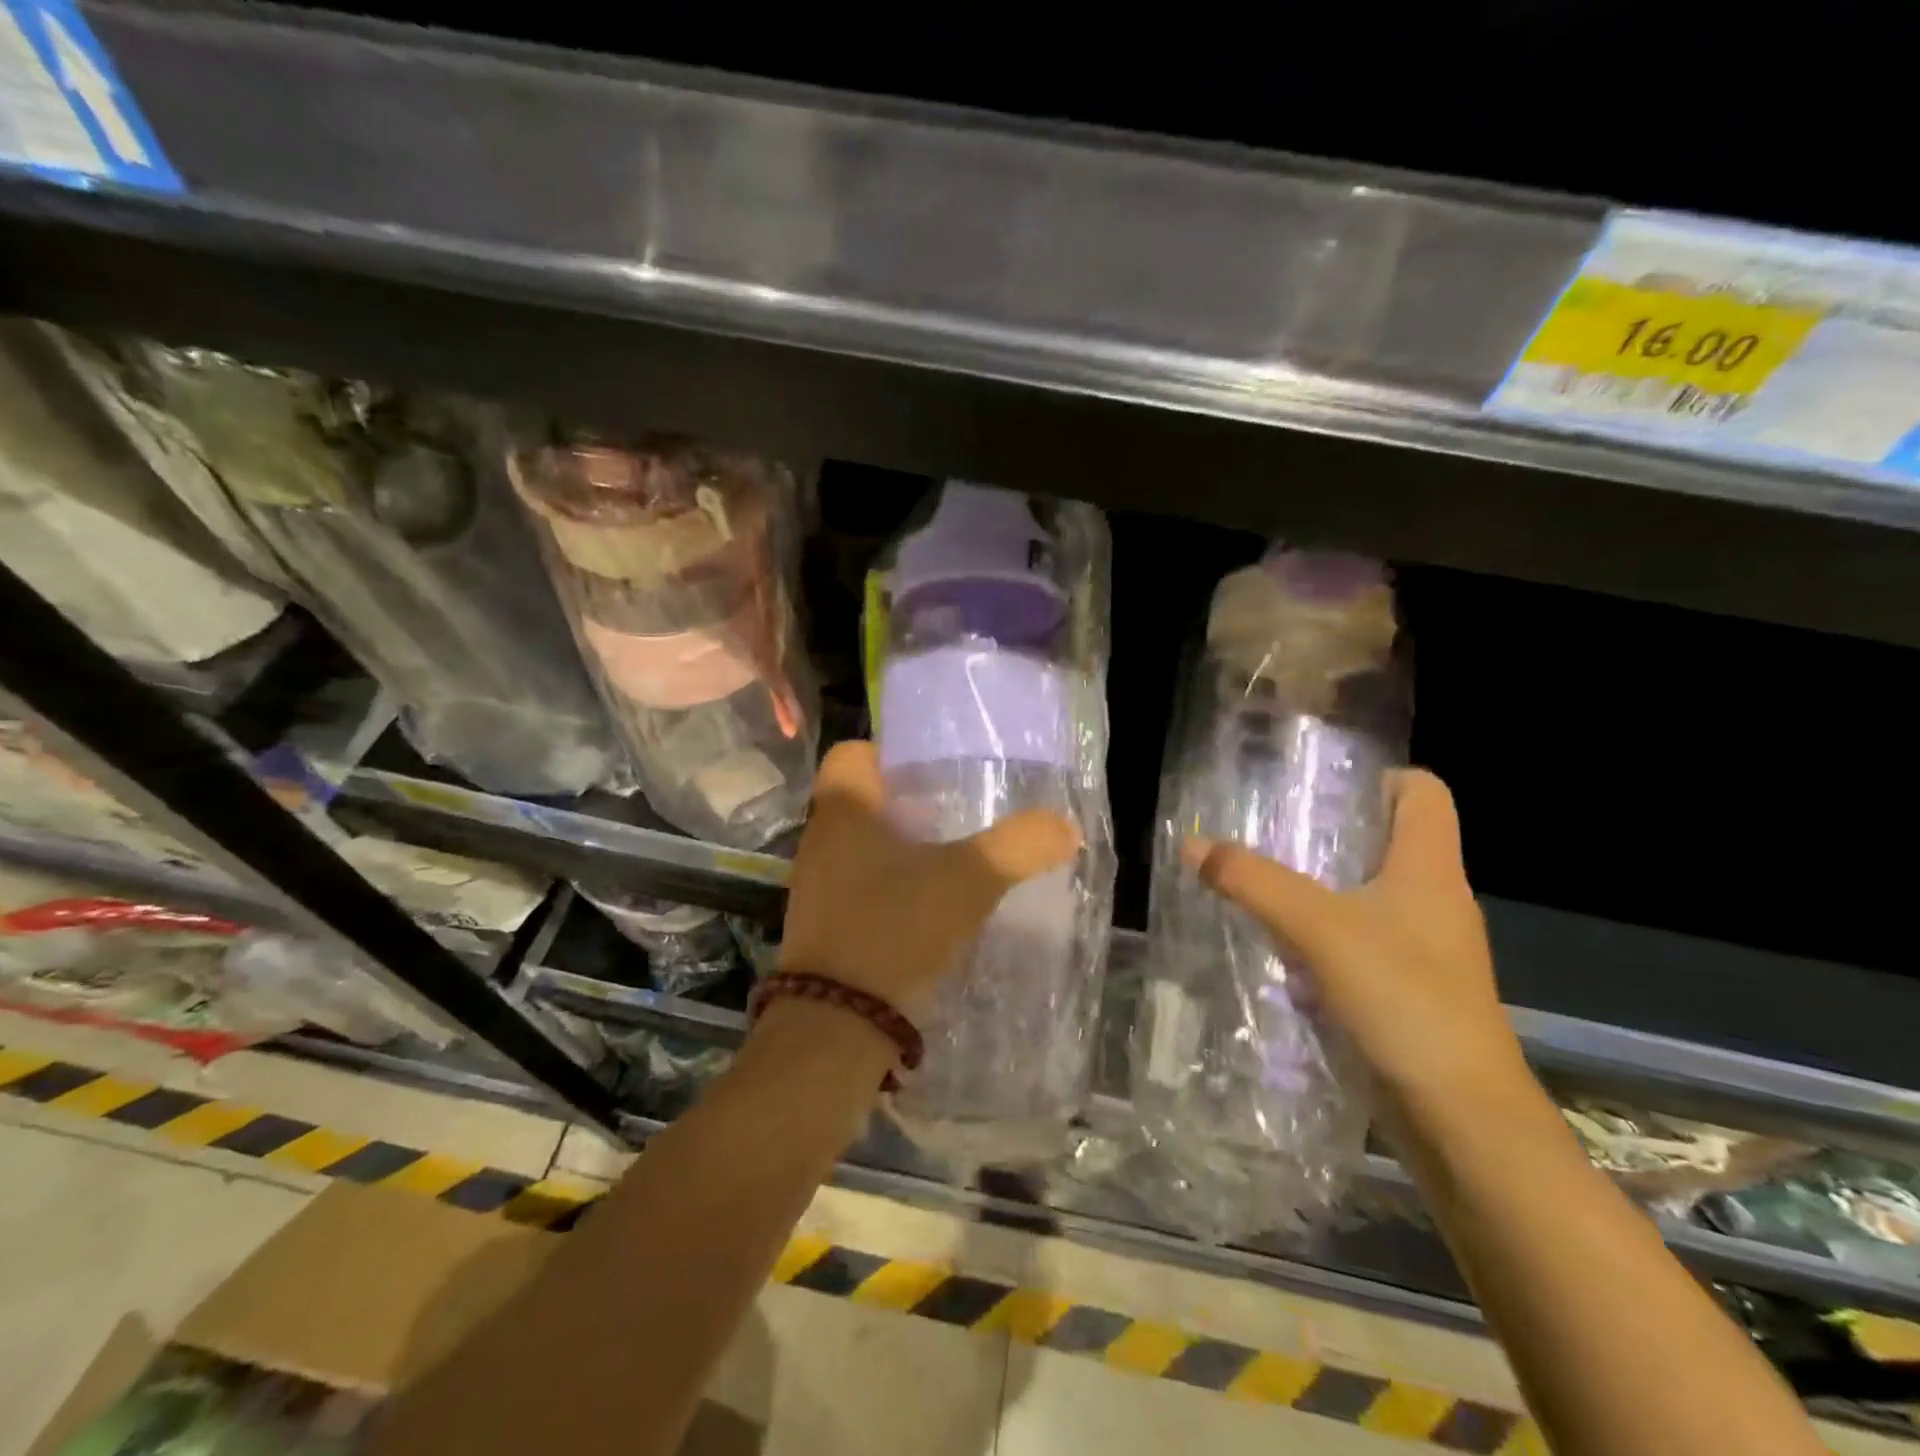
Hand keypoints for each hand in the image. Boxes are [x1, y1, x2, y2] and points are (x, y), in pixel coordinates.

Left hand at [779, 741, 1080, 1021]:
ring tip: (951, 859)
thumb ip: (1020, 845)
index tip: (933, 769)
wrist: (838, 1023)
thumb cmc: (896, 926)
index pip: (852, 752)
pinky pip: (860, 887)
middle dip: (907, 803)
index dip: (890, 752)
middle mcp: (821, 840)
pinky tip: (930, 907)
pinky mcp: (823, 927)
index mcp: (844, 809)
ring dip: (900, 849)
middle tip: (956, 811)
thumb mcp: (971, 878)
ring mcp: (816, 886)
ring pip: (861, 847)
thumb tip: (1064, 827)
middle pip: (862, 800)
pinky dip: (891, 888)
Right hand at [1185, 768, 1529, 1112]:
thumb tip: (1193, 844)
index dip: (1376, 777)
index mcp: (1431, 868)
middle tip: (1267, 833)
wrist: (1463, 1120)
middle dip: (1328, 833)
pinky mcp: (1408, 992)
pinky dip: (1322, 939)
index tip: (1317, 786)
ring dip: (1318, 890)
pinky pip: (1360, 945)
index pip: (1422, 792)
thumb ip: (1254, 882)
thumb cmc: (1404, 1000)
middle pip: (1387, 842)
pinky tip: (1279, 950)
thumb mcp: (1318, 929)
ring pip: (1368, 897)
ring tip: (1260, 885)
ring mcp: (1424, 951)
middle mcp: (1434, 901)